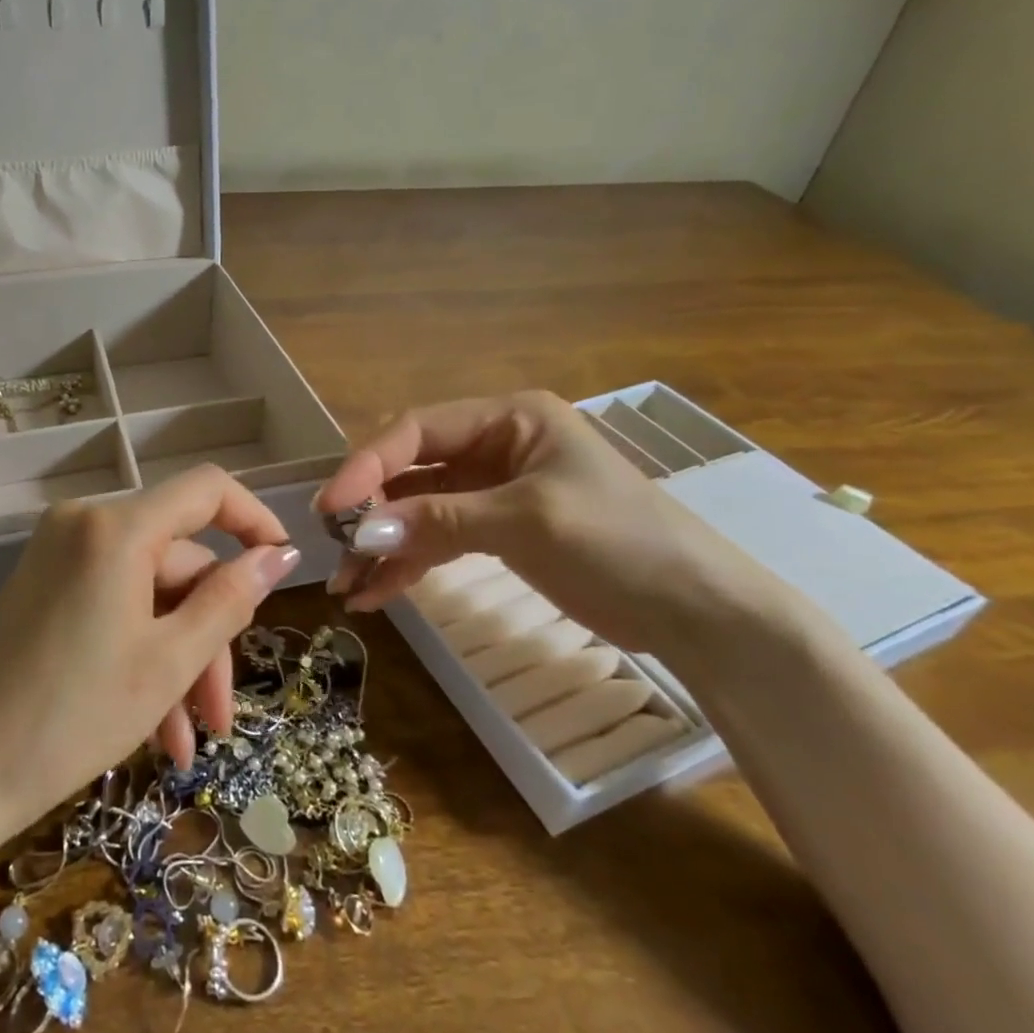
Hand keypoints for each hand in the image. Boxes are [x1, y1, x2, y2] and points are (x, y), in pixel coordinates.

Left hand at [0, 465, 300, 830]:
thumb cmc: (74, 717)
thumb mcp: (170, 661)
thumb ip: (231, 599)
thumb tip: (280, 554)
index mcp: (117, 528)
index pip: (207, 489)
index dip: (254, 519)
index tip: (282, 566)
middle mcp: (86, 522)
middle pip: (179, 561)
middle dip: (209, 637)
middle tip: (221, 716)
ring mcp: (61, 551)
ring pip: (150, 591)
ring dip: (178, 660)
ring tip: (188, 740)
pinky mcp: (47, 581)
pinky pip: (115, 601)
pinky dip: (141, 650)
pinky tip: (157, 728)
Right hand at [313, 391, 789, 660]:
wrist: (700, 614)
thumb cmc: (622, 543)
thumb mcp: (527, 521)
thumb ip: (439, 520)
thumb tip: (361, 533)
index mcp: (508, 418)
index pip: (418, 430)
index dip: (369, 465)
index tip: (333, 508)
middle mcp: (493, 445)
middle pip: (411, 470)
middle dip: (371, 511)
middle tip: (335, 551)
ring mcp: (492, 490)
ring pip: (418, 510)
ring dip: (382, 545)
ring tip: (346, 587)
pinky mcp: (495, 531)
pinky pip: (437, 540)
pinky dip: (407, 564)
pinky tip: (376, 595)